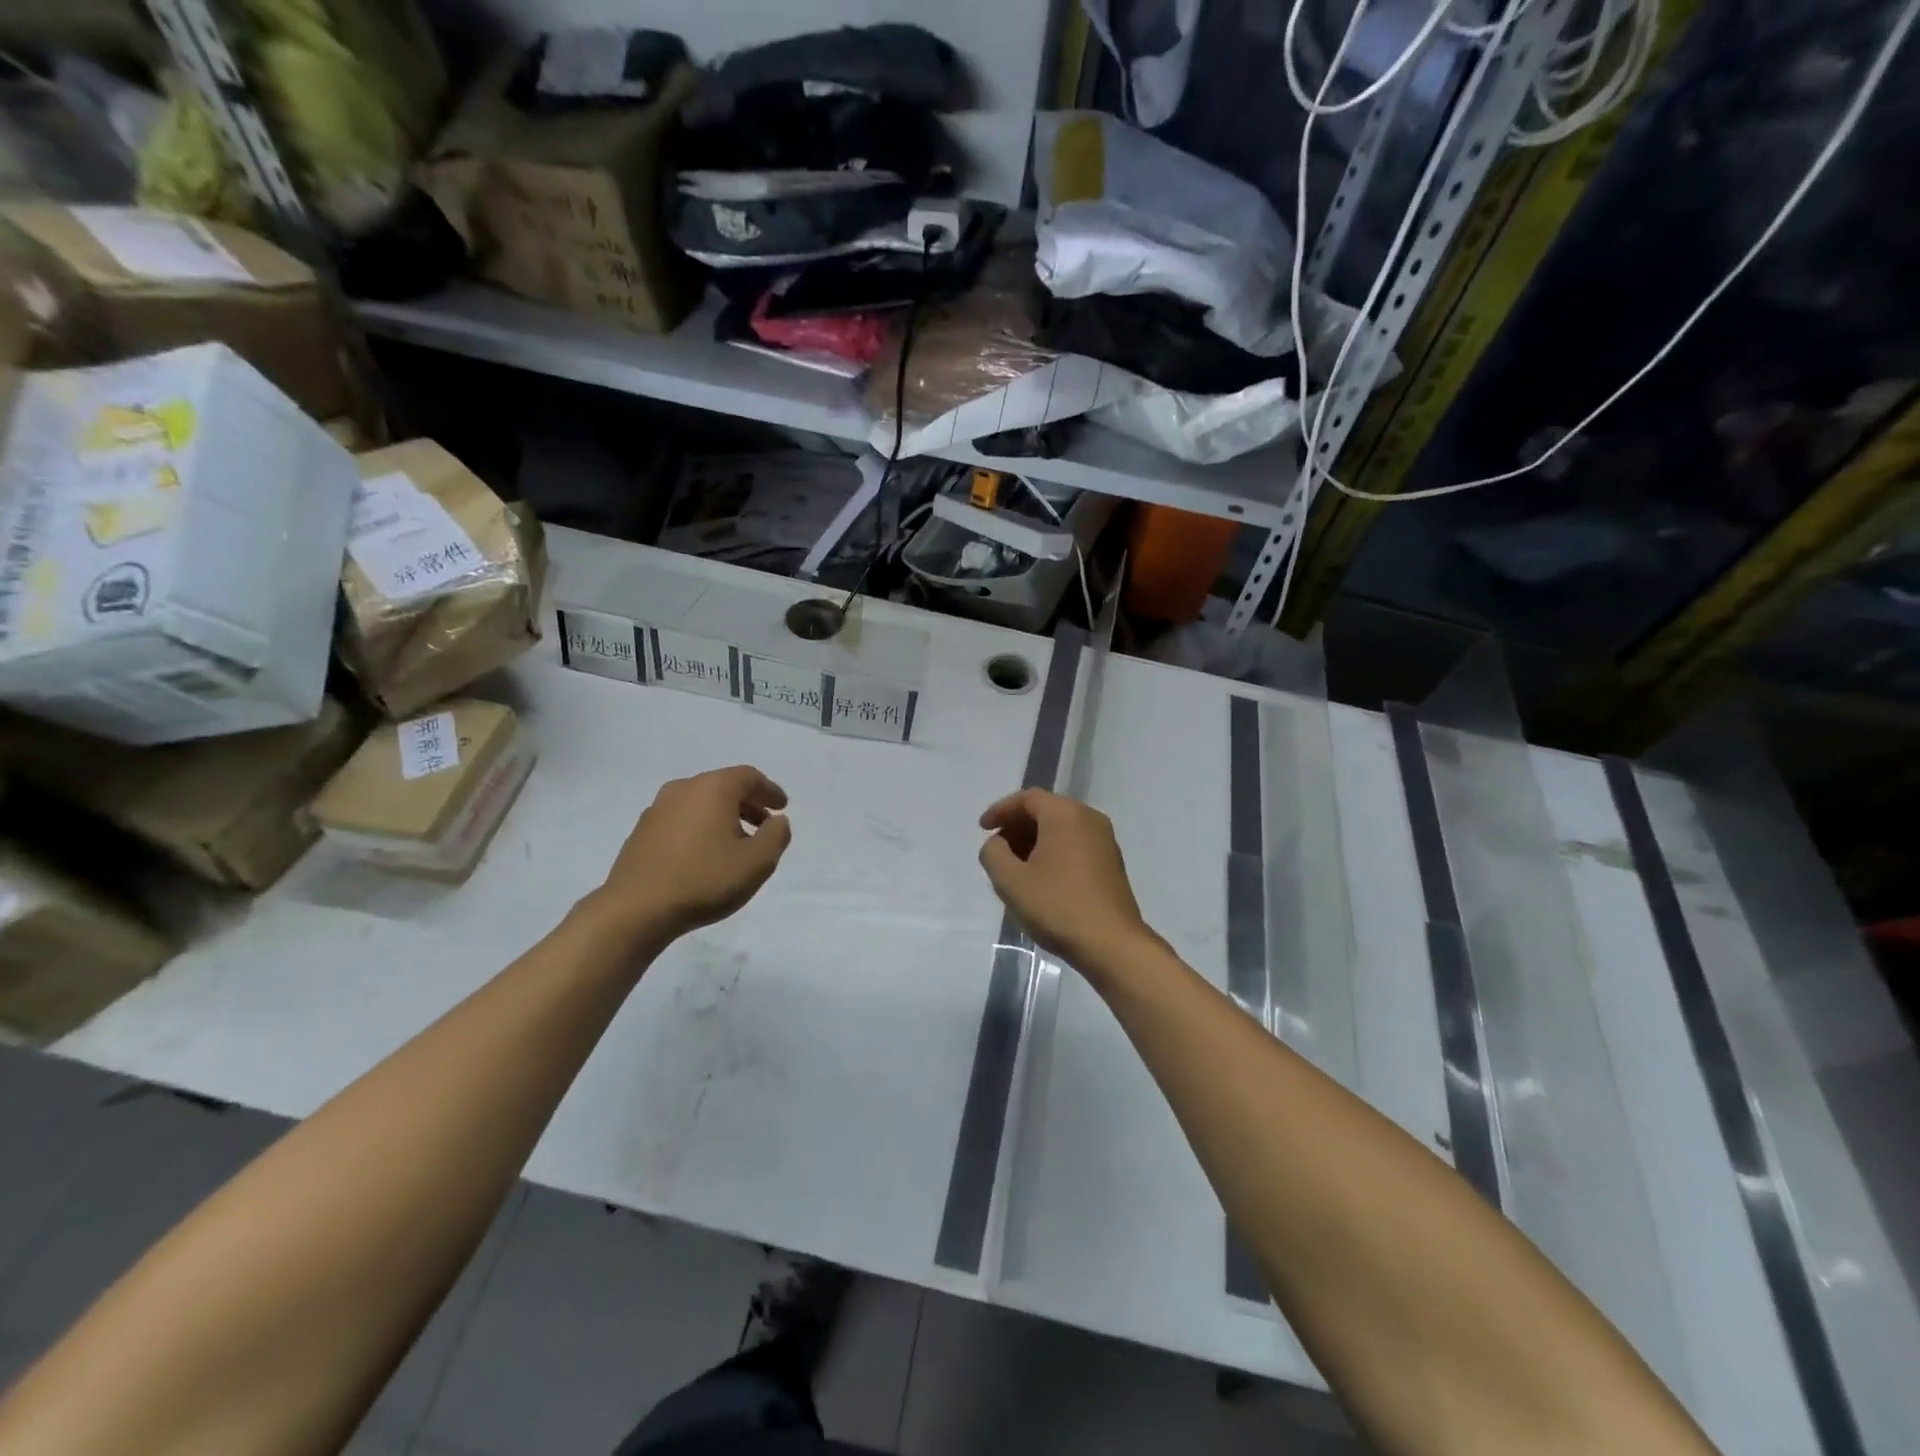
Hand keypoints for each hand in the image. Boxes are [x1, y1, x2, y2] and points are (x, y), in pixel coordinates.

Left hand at [594, 766, 792, 942]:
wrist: (636, 909)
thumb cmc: (704, 879)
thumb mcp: (757, 862)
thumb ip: (776, 836)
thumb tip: (778, 820)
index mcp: (713, 788)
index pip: (749, 777)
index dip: (770, 790)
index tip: (782, 807)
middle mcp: (683, 789)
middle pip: (723, 786)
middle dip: (748, 803)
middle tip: (764, 824)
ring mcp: (657, 809)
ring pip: (700, 803)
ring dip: (723, 816)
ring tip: (737, 843)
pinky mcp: (641, 831)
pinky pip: (681, 819)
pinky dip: (700, 827)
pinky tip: (705, 854)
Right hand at [978, 789, 1154, 968]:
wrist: (1111, 944)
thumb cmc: (1057, 906)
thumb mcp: (1011, 881)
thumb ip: (993, 854)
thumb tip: (997, 844)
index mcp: (1065, 814)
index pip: (1028, 799)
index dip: (1001, 810)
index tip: (983, 829)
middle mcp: (1089, 818)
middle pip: (1046, 811)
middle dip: (1017, 826)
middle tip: (997, 849)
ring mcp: (1105, 840)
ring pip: (1061, 828)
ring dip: (1034, 840)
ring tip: (1015, 867)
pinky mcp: (1111, 862)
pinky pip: (1075, 844)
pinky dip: (1053, 851)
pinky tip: (1040, 878)